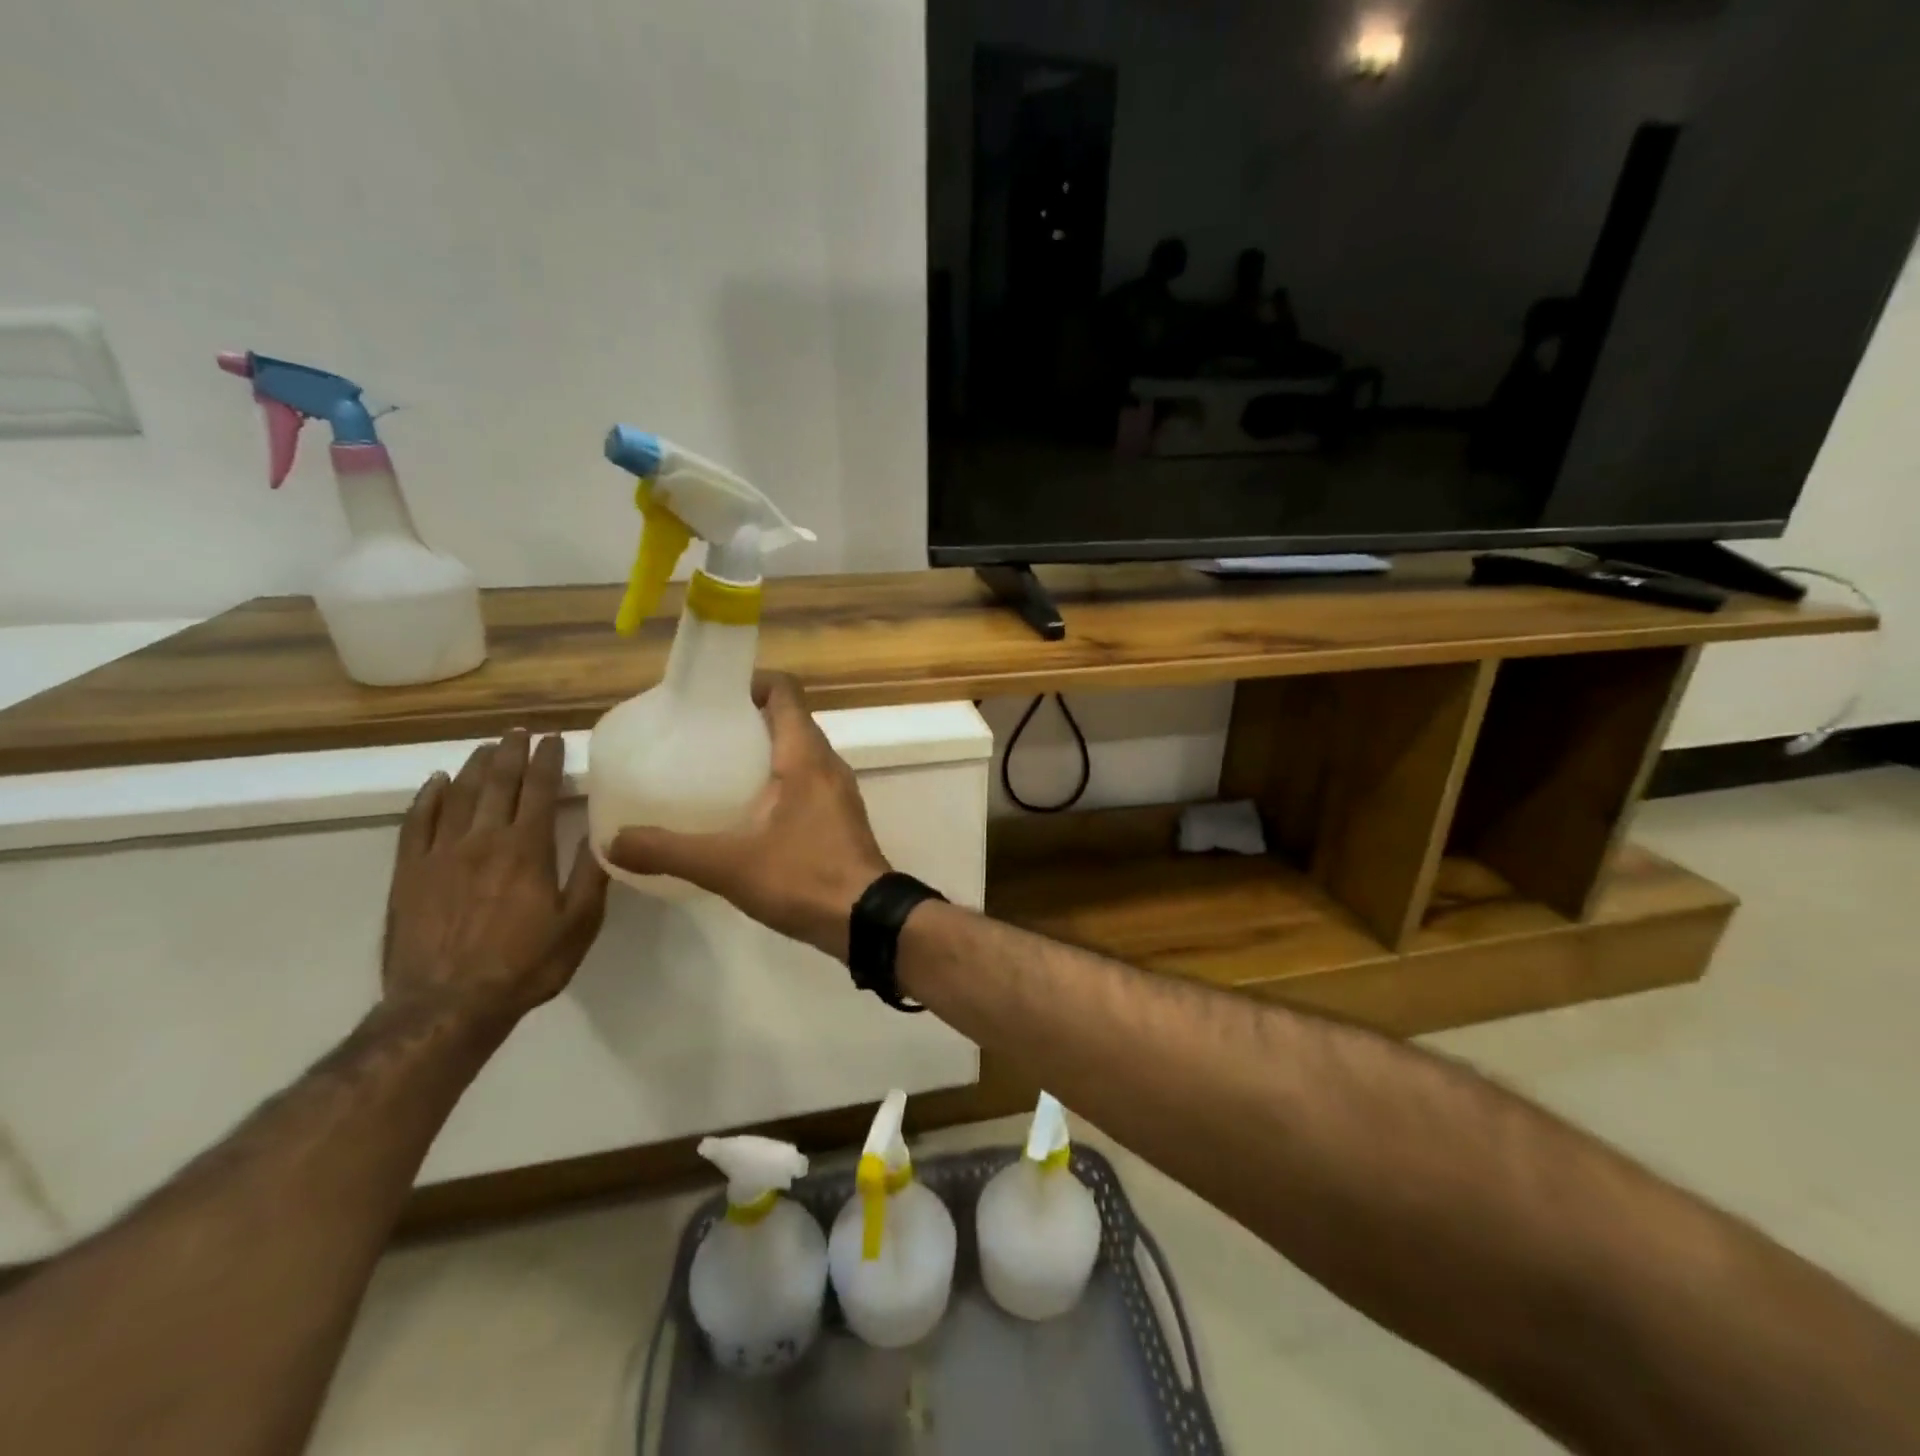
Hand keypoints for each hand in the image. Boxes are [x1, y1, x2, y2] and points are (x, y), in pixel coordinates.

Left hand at [384, 730, 609, 1025]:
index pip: (539, 790)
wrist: (446, 1007)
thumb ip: (590, 874)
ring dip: (474, 767)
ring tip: (486, 748)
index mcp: (527, 849)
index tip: (552, 739)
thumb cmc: (524, 965)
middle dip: (510, 752)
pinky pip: (416, 823)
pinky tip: (436, 782)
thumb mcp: (578, 924)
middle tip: (518, 730)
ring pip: (458, 795)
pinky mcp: (409, 873)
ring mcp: (440, 854)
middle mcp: (483, 840)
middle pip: (497, 783)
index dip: (546, 761)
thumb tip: (602, 831)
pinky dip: (427, 797)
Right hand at [606, 674, 889, 959]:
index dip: (751, 683)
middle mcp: (828, 763)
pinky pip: (807, 781)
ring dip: (764, 752)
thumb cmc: (803, 878)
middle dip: (748, 719)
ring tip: (718, 770)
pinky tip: (747, 812)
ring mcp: (839, 791)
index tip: (713, 698)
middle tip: (703, 736)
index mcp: (806, 755)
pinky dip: (779, 782)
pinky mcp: (841, 817)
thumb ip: (669, 850)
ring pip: (799, 753)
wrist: (867, 921)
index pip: (785, 692)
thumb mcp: (727, 865)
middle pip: (789, 720)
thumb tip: (614, 841)